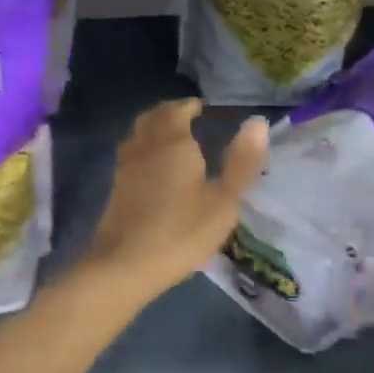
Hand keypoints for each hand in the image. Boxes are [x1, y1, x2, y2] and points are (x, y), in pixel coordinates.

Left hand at [83, 99, 268, 306]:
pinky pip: (130, 156)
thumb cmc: (181, 232)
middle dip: (169, 113)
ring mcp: (125, 168)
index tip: (201, 108)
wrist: (125, 265)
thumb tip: (258, 123)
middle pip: (152, 118)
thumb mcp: (223, 201)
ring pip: (137, 135)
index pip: (177, 111)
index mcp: (173, 143)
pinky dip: (143, 150)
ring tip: (171, 139)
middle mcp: (144, 147)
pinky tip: (153, 168)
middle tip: (186, 117)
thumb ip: (242, 161)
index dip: (189, 106)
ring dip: (153, 129)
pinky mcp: (115, 190)